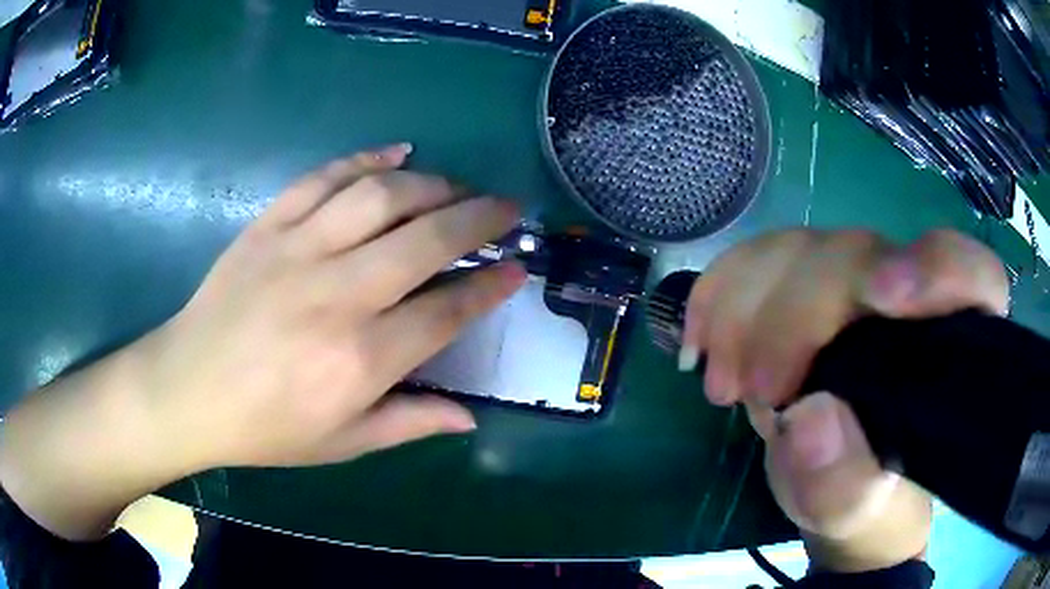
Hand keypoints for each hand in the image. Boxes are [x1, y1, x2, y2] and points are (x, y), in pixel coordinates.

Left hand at [143, 144, 523, 467]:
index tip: (518, 269)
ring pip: (380, 196)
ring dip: (431, 185)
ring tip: (456, 188)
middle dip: (480, 218)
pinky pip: (323, 177)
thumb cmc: (264, 428)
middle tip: (508, 209)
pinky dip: (365, 158)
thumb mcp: (342, 443)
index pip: (447, 310)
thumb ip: (409, 423)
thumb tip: (469, 417)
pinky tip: (397, 153)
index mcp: (360, 359)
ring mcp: (297, 250)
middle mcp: (337, 294)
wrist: (187, 390)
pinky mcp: (267, 226)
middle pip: (425, 239)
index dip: (490, 286)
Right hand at [680, 229, 1007, 571]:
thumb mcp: (855, 509)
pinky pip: (757, 259)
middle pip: (858, 255)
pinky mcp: (804, 283)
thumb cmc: (862, 497)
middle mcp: (908, 292)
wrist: (832, 483)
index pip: (969, 274)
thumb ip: (844, 480)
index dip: (934, 268)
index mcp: (951, 342)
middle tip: (755, 390)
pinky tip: (701, 340)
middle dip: (797, 315)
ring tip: (722, 384)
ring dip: (746, 308)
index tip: (880, 297)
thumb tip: (810, 418)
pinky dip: (719, 292)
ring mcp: (852, 281)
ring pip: (800, 249)